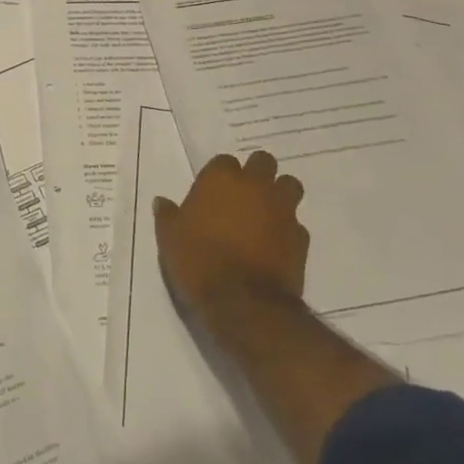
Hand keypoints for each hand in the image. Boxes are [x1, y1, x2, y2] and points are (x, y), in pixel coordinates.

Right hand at [154, 149, 307, 333]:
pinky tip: (274, 245)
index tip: (212, 193)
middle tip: (244, 194)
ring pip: (289, 185)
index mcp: (221, 179)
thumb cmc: (198, 261)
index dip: (220, 175)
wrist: (243, 302)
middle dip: (257, 173)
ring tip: (265, 213)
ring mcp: (282, 210)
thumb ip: (168, 216)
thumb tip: (162, 202)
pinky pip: (296, 223)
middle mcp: (255, 186)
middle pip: (264, 162)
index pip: (224, 161)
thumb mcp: (169, 239)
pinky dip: (287, 229)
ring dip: (279, 193)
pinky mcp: (301, 237)